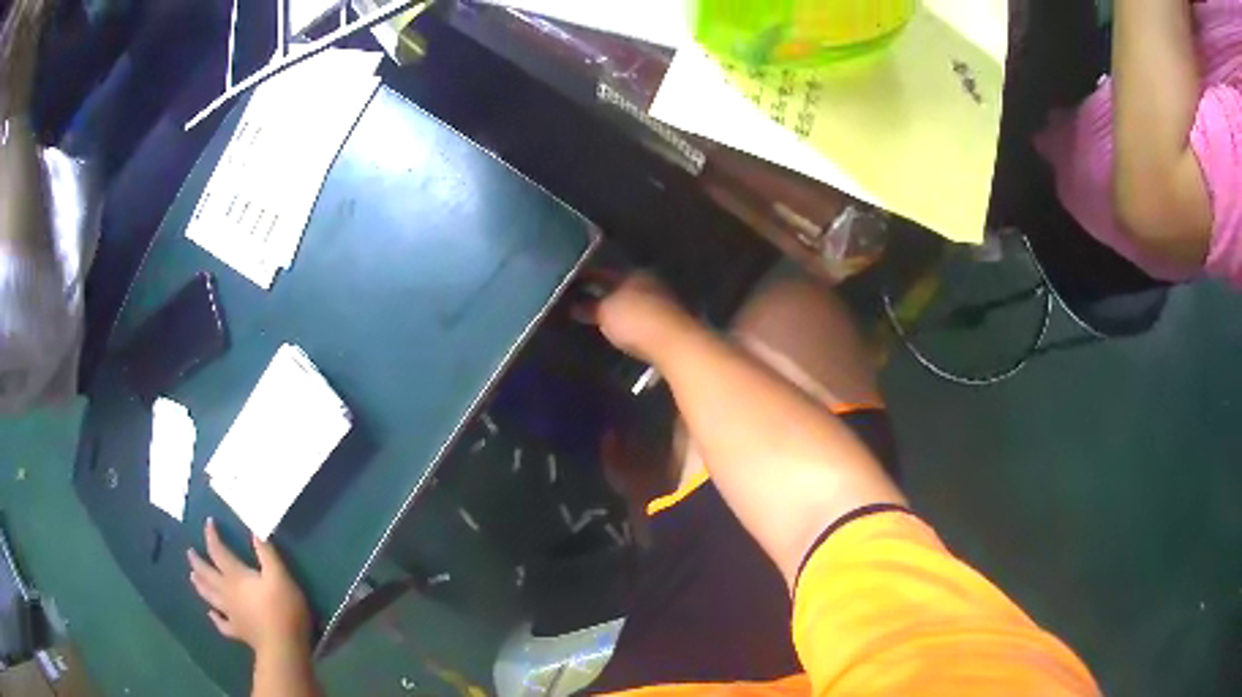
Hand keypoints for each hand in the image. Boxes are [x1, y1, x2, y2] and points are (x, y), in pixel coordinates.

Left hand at [188, 518, 310, 654]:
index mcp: (236, 576)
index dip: (212, 536)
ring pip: (209, 596)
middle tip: (189, 552)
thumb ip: (266, 553)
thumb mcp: (280, 576)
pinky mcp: (238, 631)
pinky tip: (211, 615)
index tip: (209, 522)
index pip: (218, 551)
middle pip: (207, 574)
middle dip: (197, 561)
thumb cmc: (283, 608)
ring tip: (192, 577)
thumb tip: (254, 530)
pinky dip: (214, 618)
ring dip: (200, 585)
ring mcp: (231, 613)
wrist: (283, 646)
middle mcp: (227, 592)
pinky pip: (221, 624)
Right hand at [581, 271, 694, 363]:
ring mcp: (666, 302)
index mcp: (633, 273)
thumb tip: (574, 305)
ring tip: (606, 319)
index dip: (587, 277)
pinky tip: (628, 332)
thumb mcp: (604, 313)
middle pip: (624, 285)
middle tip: (587, 301)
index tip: (572, 284)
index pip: (604, 271)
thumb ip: (589, 307)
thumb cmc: (635, 320)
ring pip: (638, 301)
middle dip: (607, 292)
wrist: (676, 343)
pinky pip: (647, 319)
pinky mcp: (674, 324)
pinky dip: (636, 322)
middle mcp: (652, 282)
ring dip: (624, 308)